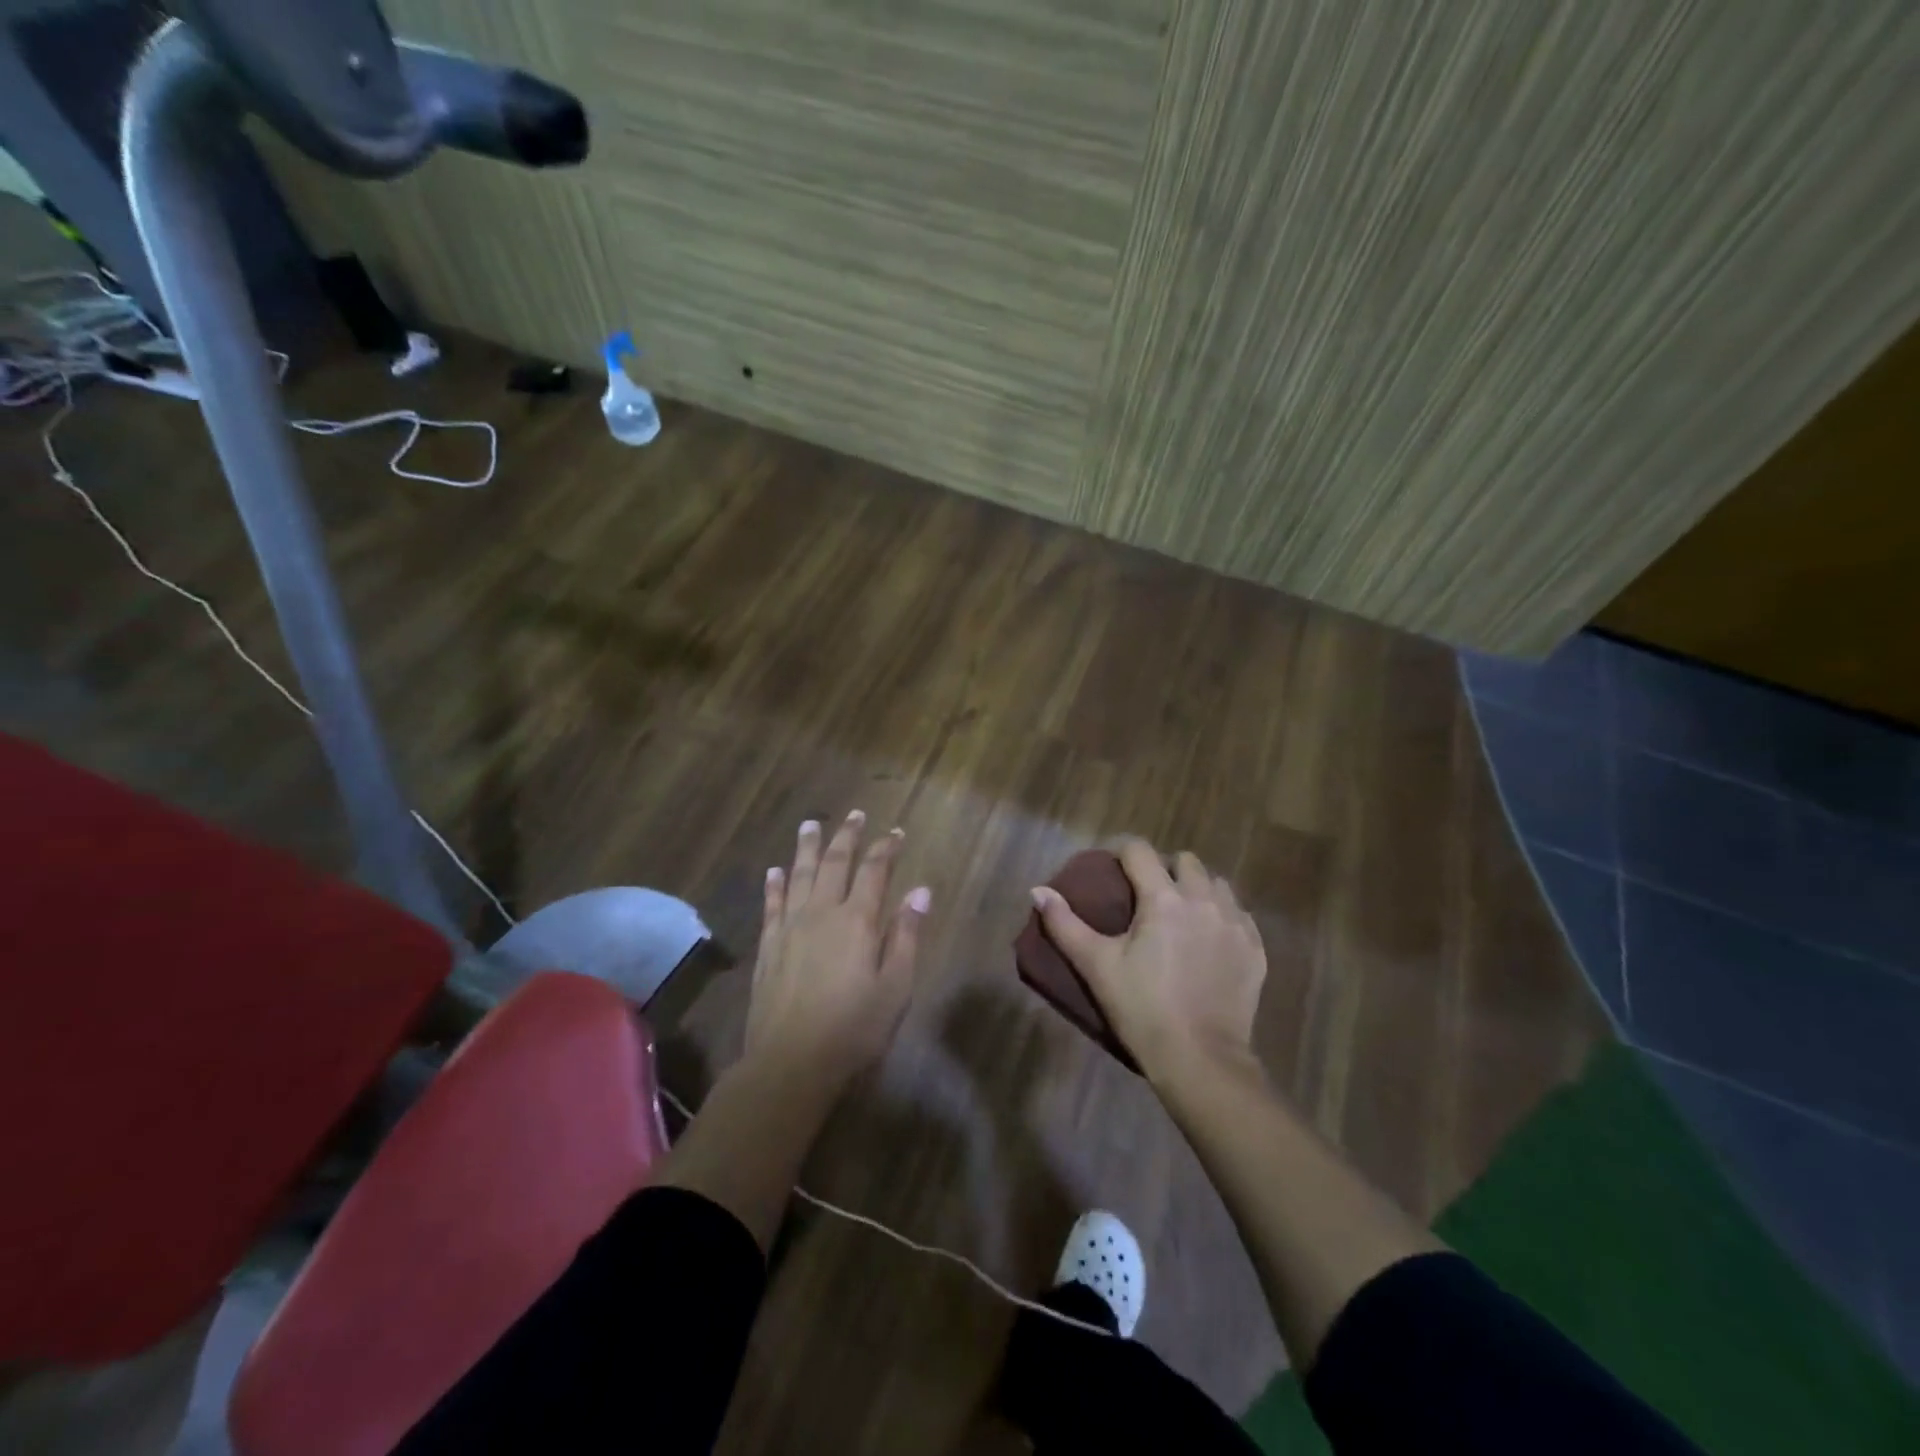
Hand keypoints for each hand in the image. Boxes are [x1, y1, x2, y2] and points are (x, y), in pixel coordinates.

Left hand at [745, 811, 929, 1084]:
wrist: (790, 1062)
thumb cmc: (854, 1029)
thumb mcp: (895, 987)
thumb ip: (906, 935)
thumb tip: (920, 891)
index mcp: (857, 920)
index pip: (875, 871)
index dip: (886, 848)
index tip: (895, 831)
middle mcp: (822, 912)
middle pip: (835, 863)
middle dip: (847, 836)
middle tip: (854, 813)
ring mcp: (789, 927)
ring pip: (800, 875)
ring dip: (808, 847)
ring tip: (810, 824)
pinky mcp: (768, 946)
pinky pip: (771, 904)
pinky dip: (775, 884)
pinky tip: (775, 870)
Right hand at [1031, 840, 1265, 1084]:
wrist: (1201, 1060)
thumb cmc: (1142, 1009)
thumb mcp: (1096, 966)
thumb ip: (1064, 924)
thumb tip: (1037, 890)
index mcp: (1163, 898)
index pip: (1140, 851)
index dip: (1123, 853)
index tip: (1112, 870)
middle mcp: (1204, 900)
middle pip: (1185, 861)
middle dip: (1165, 868)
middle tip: (1147, 894)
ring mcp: (1235, 924)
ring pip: (1217, 884)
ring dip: (1197, 889)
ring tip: (1182, 914)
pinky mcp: (1255, 949)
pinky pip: (1239, 914)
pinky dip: (1222, 916)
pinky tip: (1209, 940)